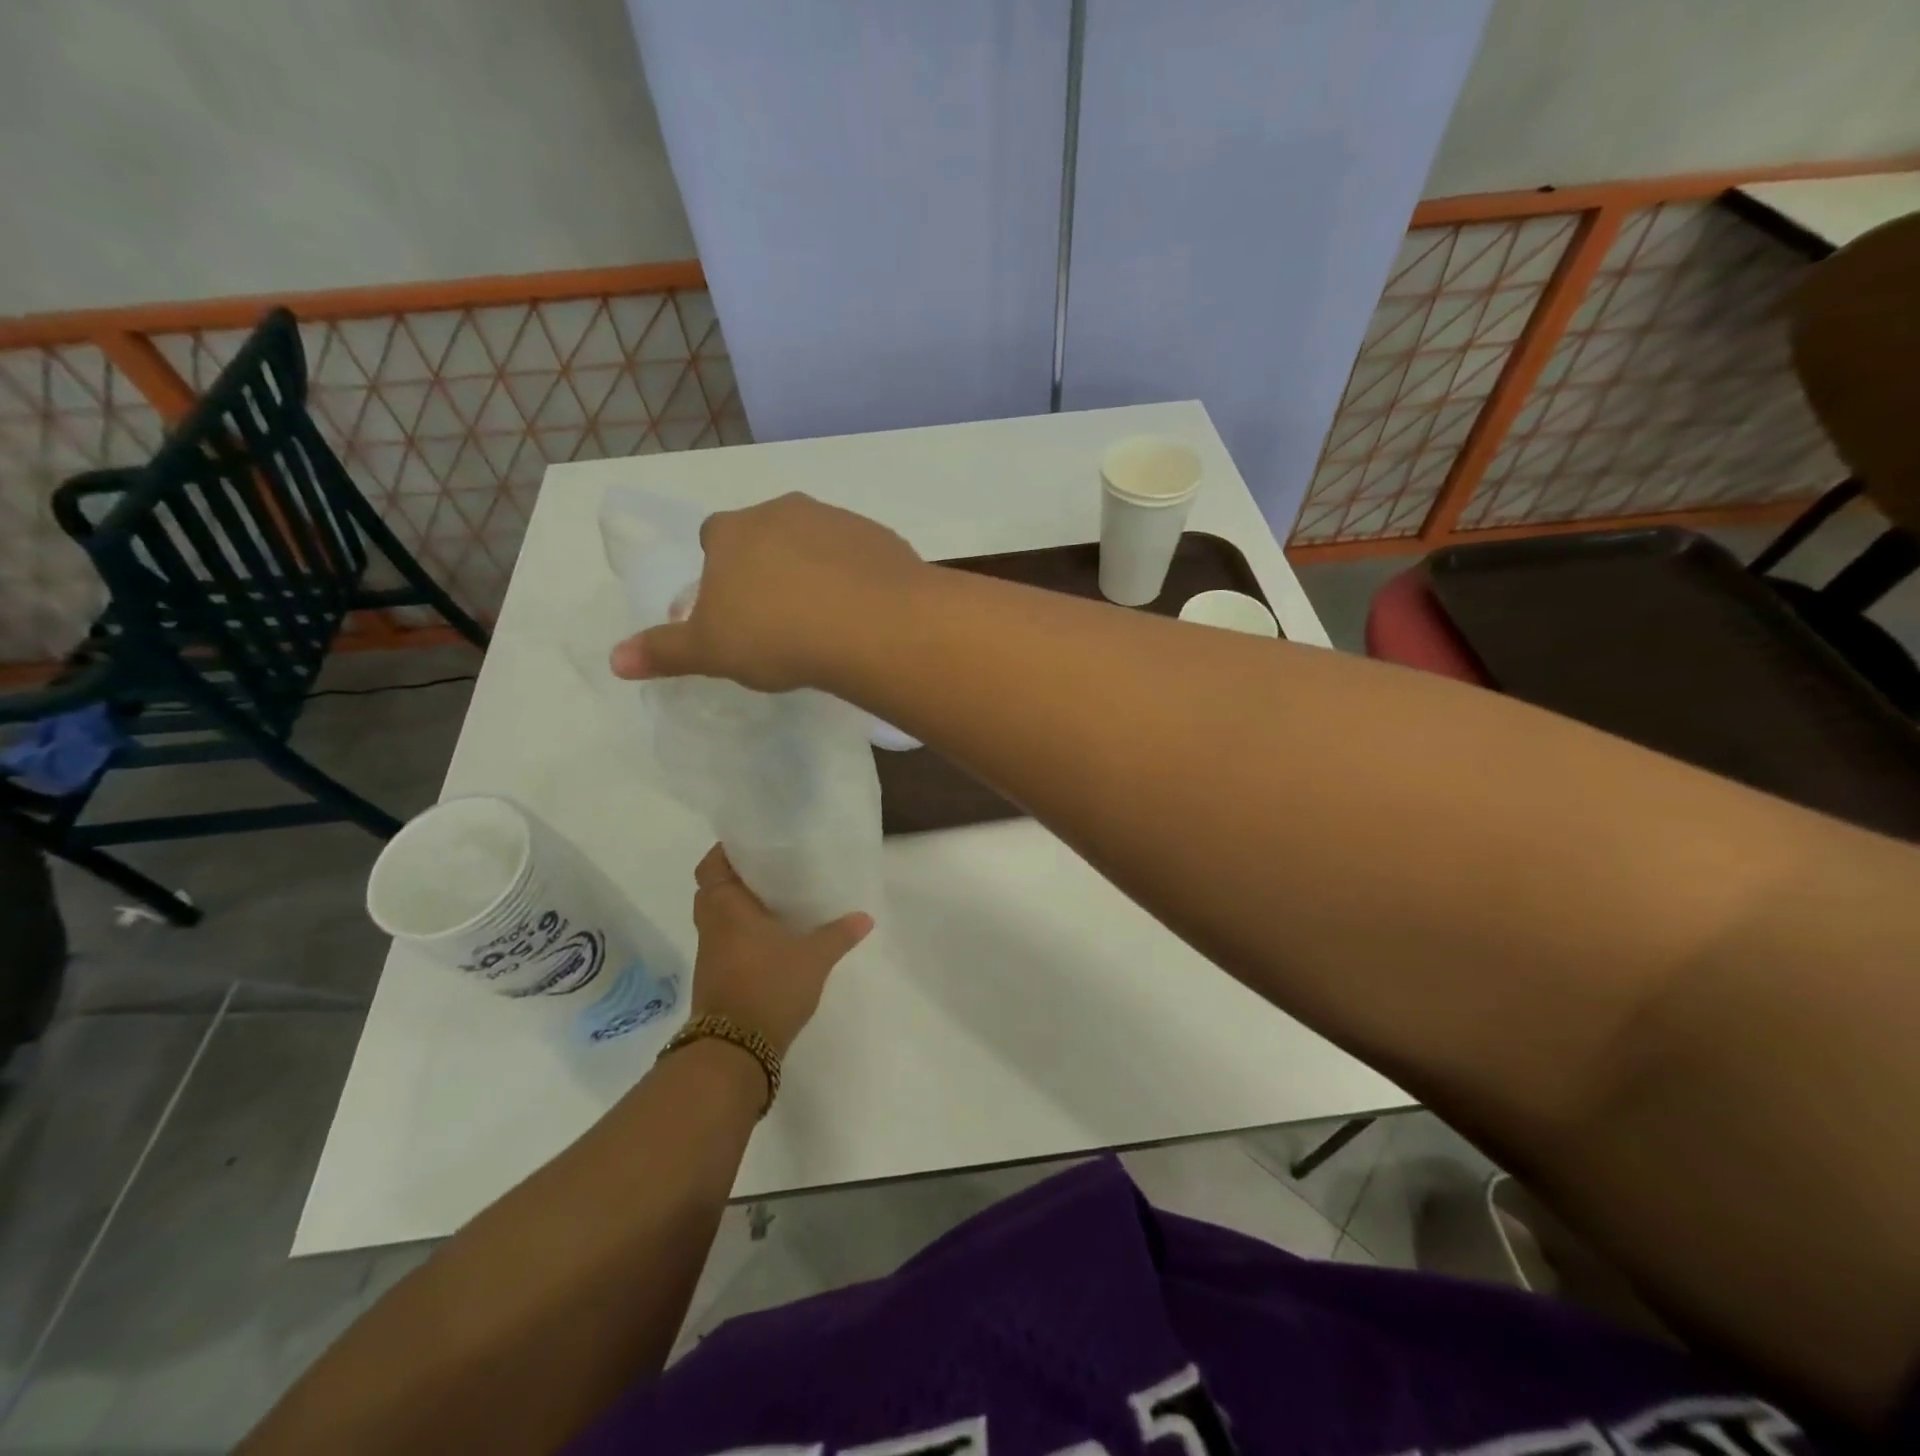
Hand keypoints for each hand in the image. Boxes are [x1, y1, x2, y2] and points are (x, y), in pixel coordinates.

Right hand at [609, 493, 923, 691]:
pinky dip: (856, 576)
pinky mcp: (881, 537)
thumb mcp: (711, 651)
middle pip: (767, 533)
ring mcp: (837, 520)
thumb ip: (665, 651)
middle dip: (768, 565)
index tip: (732, 606)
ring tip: (824, 618)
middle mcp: (784, 512)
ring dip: (815, 568)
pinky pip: (860, 555)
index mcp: (734, 532)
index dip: (719, 569)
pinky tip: (863, 612)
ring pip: (816, 541)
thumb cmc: (777, 636)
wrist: (870, 625)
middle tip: (779, 615)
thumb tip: (614, 660)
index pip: (714, 536)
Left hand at [688, 845, 871, 1056]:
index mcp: (727, 907)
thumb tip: (865, 917)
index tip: (752, 844)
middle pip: (711, 889)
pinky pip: (724, 940)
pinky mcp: (715, 977)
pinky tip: (771, 936)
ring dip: (737, 907)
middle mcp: (712, 925)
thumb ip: (839, 934)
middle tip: (769, 870)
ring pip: (717, 917)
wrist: (735, 1049)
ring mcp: (709, 953)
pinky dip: (741, 932)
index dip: (726, 852)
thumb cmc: (769, 986)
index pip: (711, 866)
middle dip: (735, 877)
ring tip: (774, 899)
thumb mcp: (814, 958)